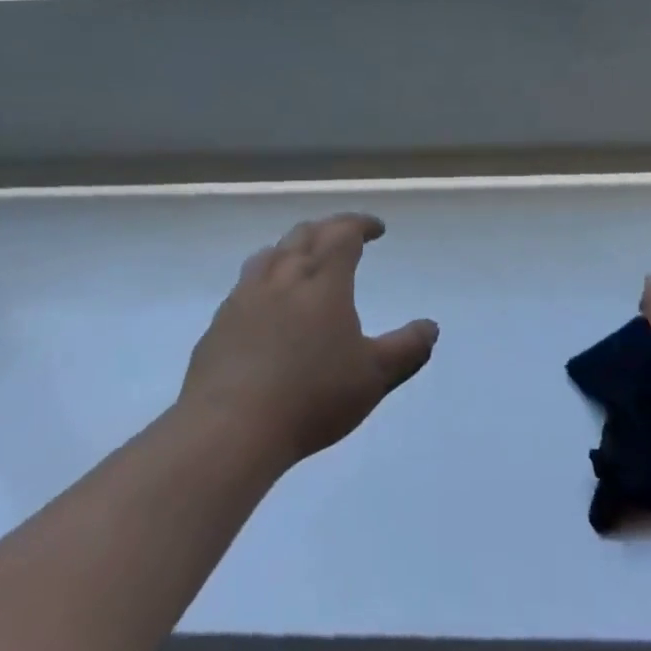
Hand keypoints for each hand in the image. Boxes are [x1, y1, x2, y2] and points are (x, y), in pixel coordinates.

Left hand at [179, 213, 438, 467]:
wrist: (230, 426)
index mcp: (323, 281)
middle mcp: (283, 276)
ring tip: (302, 258)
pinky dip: (264, 278)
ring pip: (270, 254)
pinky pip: (245, 284)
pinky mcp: (220, 322)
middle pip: (304, 235)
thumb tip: (431, 327)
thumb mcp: (373, 377)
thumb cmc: (312, 396)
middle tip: (343, 236)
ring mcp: (245, 297)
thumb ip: (406, 349)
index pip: (342, 234)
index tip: (376, 228)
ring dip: (292, 247)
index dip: (360, 225)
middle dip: (328, 229)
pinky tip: (265, 302)